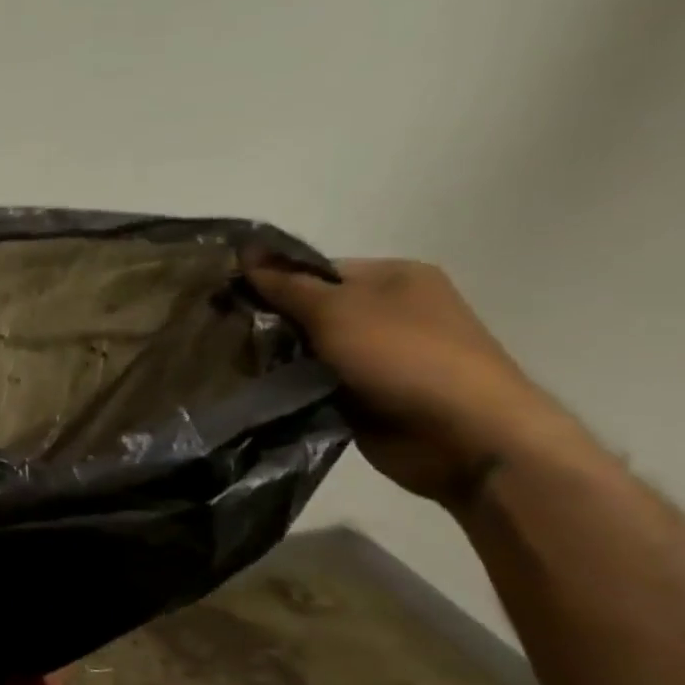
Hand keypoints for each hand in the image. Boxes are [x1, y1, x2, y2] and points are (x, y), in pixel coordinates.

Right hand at [243, 254, 567, 508]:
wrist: (462, 433)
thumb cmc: (403, 356)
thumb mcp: (336, 310)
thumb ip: (287, 285)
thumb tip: (246, 251)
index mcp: (393, 277)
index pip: (314, 270)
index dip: (270, 282)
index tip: (226, 301)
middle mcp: (389, 311)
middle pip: (310, 310)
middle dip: (270, 323)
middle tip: (222, 337)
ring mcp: (380, 356)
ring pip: (308, 350)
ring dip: (277, 359)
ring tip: (231, 366)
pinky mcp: (367, 394)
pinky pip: (314, 383)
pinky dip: (291, 387)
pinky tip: (258, 390)